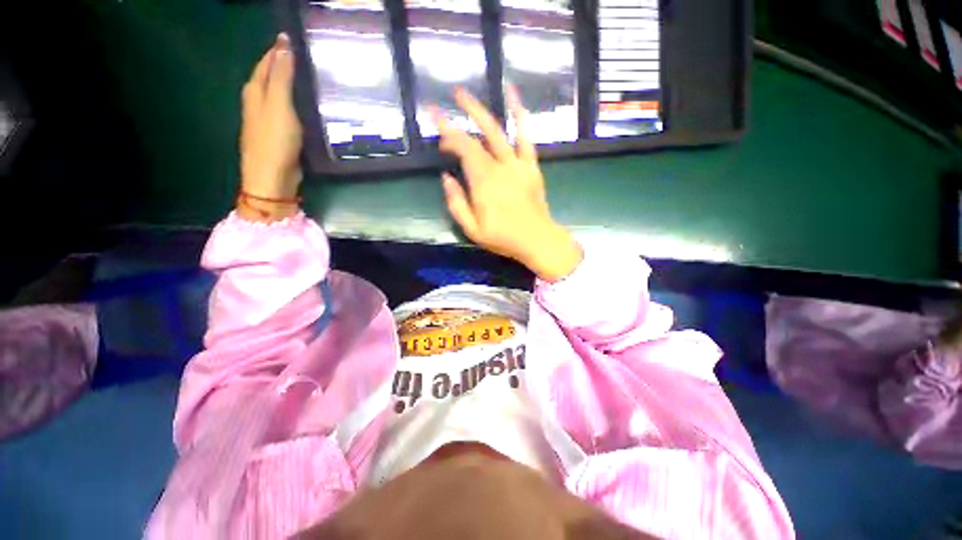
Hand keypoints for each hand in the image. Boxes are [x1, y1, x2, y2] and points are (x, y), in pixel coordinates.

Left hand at [239, 33, 302, 218]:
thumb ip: (282, 76)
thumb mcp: (279, 104)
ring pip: (275, 93)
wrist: (272, 177)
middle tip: (301, 56)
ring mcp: (265, 119)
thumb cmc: (275, 140)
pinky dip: (291, 102)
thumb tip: (283, 45)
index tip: (292, 39)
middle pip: (267, 76)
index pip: (266, 63)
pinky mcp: (276, 134)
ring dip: (286, 83)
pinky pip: (283, 110)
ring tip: (304, 77)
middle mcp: (256, 102)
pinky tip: (302, 105)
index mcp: (255, 91)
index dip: (277, 50)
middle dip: (280, 64)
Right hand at [437, 87, 582, 281]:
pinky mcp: (531, 165)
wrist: (537, 239)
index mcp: (483, 182)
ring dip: (480, 111)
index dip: (448, 136)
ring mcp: (517, 164)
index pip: (462, 150)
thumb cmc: (504, 237)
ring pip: (497, 131)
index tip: (436, 130)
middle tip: (443, 104)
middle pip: (476, 138)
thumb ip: (456, 204)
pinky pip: (525, 136)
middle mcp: (499, 167)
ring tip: (464, 94)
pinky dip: (519, 114)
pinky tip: (513, 95)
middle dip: (456, 121)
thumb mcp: (473, 229)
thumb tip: (446, 178)